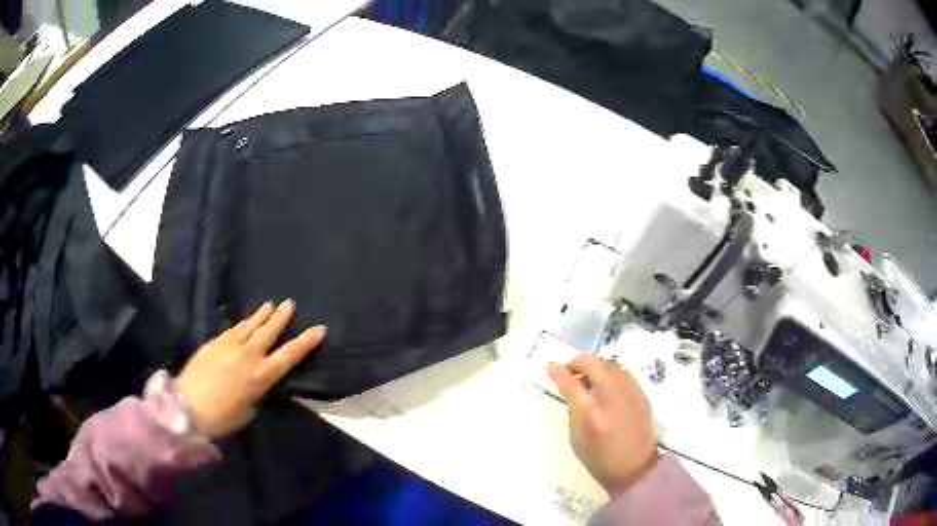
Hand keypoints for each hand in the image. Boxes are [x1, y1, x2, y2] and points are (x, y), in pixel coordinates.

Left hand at [178, 299, 324, 438]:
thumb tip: (258, 381)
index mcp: (261, 376)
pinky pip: (233, 329)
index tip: (319, 329)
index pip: (289, 355)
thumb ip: (256, 391)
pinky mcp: (214, 343)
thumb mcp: (247, 409)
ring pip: (250, 326)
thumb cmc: (222, 417)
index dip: (305, 342)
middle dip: (281, 318)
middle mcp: (248, 356)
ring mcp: (230, 346)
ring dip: (261, 316)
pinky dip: (242, 324)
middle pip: (269, 332)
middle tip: (290, 304)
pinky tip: (245, 321)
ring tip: (270, 304)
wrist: (189, 406)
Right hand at [548, 354, 657, 497]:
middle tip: (570, 372)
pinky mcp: (641, 394)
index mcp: (590, 411)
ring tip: (589, 380)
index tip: (550, 366)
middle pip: (593, 363)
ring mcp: (629, 392)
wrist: (635, 468)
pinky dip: (610, 374)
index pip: (570, 382)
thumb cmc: (599, 459)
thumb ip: (573, 409)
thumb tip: (571, 388)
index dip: (557, 371)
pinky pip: (623, 373)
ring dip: (595, 367)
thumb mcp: (576, 437)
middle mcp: (610, 396)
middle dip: (577, 363)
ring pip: (610, 364)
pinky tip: (607, 387)